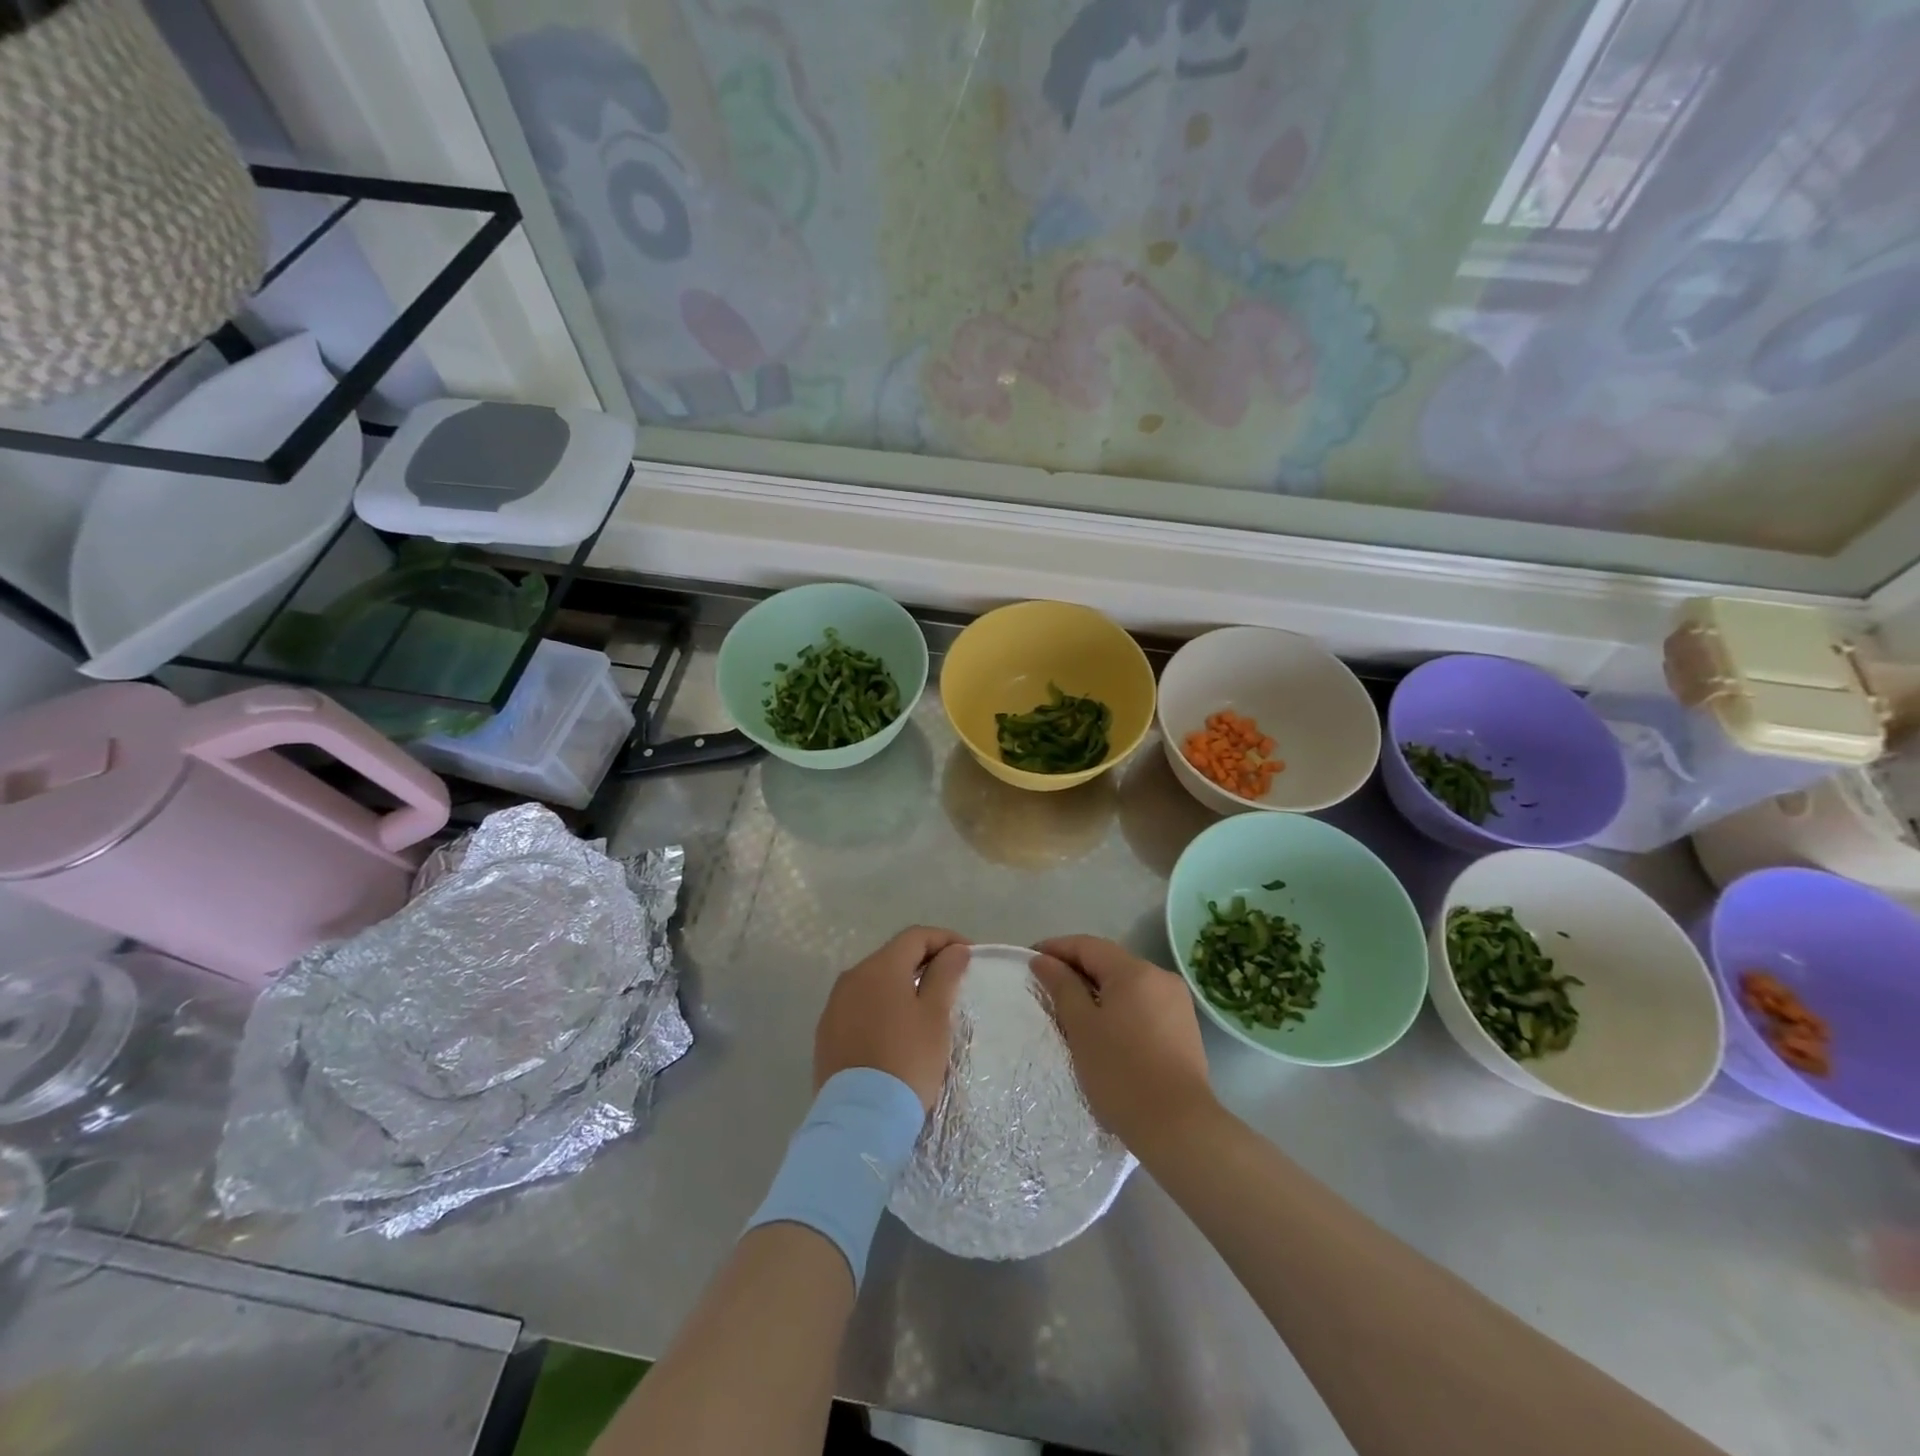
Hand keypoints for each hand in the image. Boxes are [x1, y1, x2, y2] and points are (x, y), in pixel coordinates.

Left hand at [815, 927, 970, 1111]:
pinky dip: (881, 1007)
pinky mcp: (826, 1033)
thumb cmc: (907, 1060)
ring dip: (901, 985)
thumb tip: (955, 950)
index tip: (968, 956)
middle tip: (951, 981)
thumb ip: (945, 975)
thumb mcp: (935, 1016)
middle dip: (924, 961)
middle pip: (893, 956)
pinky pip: (859, 1006)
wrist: (861, 1118)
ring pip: (875, 982)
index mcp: (880, 967)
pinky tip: (896, 1030)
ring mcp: (835, 1005)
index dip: (945, 939)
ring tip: (925, 1007)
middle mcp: (852, 977)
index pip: (916, 936)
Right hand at [1030, 935, 1217, 1149]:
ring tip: (1070, 1010)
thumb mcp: (1081, 1027)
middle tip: (1045, 988)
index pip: (1087, 945)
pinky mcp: (1184, 1027)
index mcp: (1135, 971)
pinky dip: (1118, 1007)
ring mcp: (1176, 1002)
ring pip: (1126, 984)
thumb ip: (1062, 987)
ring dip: (1097, 990)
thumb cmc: (1121, 1073)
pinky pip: (1142, 1004)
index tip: (1029, 961)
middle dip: (1075, 970)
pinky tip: (1103, 1028)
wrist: (1178, 1126)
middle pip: (1109, 962)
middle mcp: (1160, 977)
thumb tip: (1044, 960)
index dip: (1055, 949)